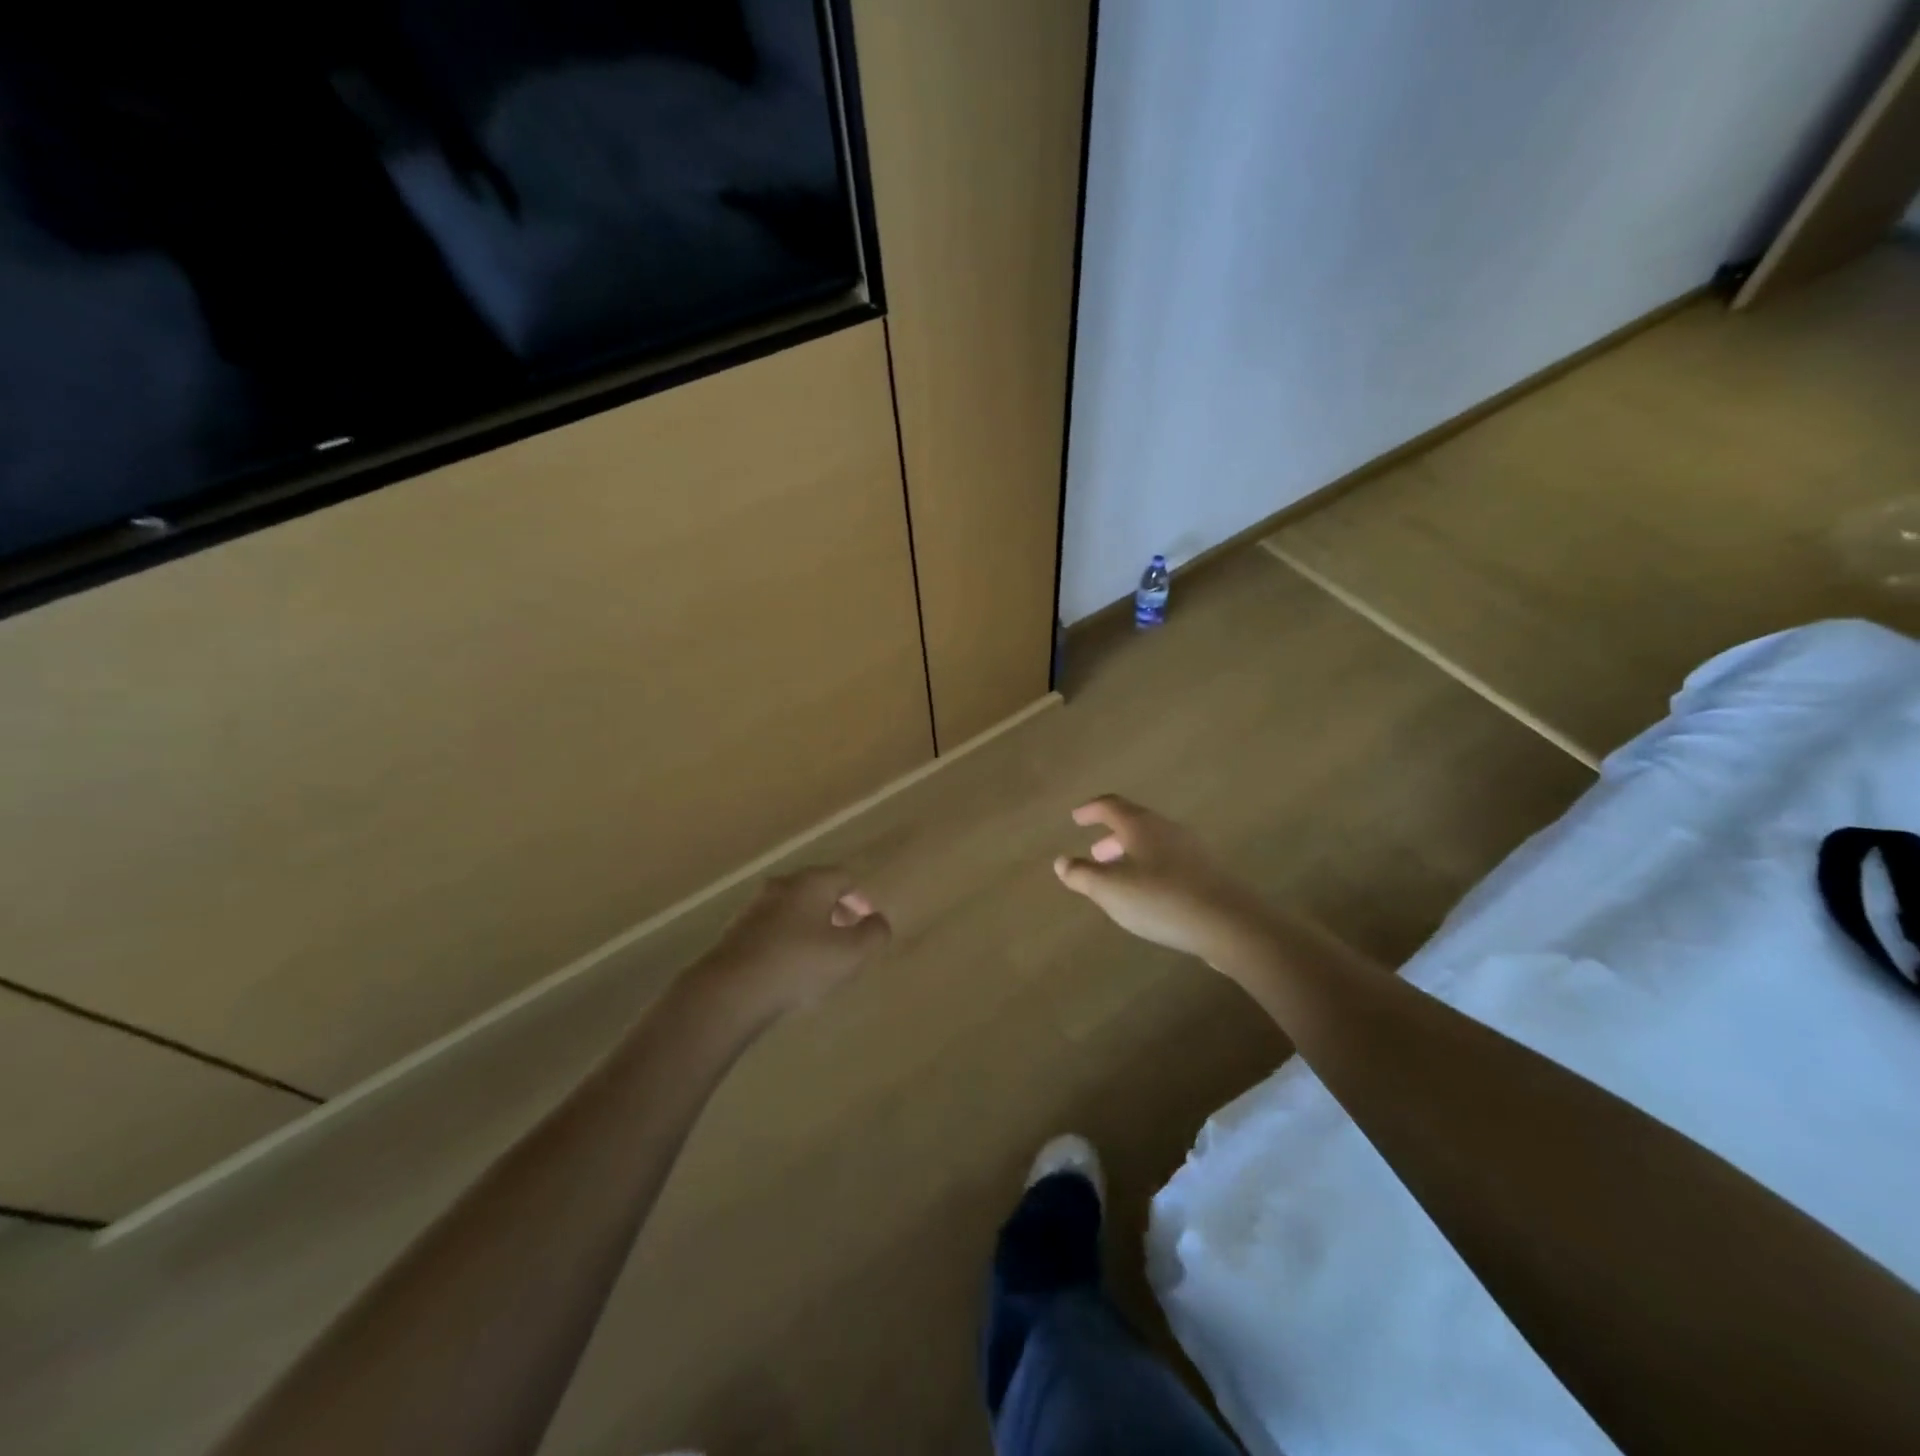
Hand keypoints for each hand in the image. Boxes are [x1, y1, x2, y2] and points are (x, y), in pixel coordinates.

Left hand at [696, 868, 891, 1018]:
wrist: (731, 990)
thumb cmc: (799, 964)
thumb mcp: (851, 953)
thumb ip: (873, 934)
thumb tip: (879, 921)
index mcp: (811, 883)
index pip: (844, 877)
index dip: (860, 899)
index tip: (866, 923)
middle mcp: (781, 886)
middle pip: (816, 891)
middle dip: (834, 912)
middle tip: (846, 939)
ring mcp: (754, 908)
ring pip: (792, 910)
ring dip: (808, 927)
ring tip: (818, 958)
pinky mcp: (735, 933)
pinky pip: (771, 930)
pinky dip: (786, 942)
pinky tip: (788, 970)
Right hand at [1054, 796, 1273, 966]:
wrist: (1229, 924)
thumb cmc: (1161, 900)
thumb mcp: (1110, 890)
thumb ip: (1082, 874)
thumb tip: (1061, 861)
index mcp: (1141, 825)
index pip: (1111, 806)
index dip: (1091, 810)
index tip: (1076, 817)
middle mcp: (1167, 829)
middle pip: (1134, 822)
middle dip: (1111, 836)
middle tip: (1094, 853)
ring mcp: (1192, 850)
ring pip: (1153, 843)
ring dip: (1131, 853)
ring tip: (1119, 876)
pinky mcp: (1207, 873)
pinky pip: (1169, 861)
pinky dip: (1150, 868)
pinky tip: (1149, 893)